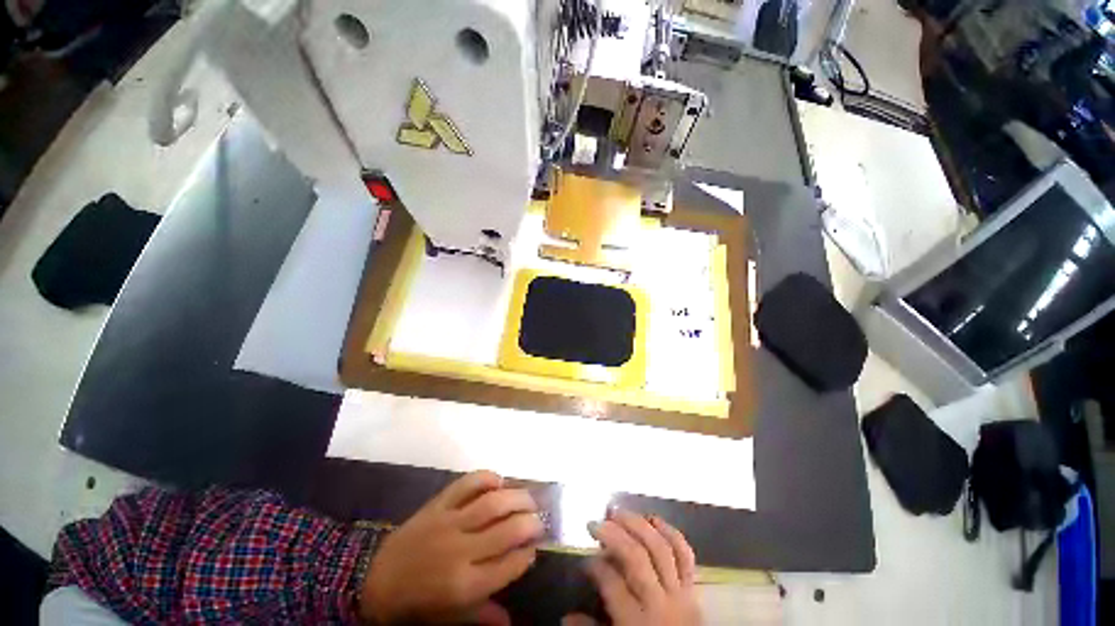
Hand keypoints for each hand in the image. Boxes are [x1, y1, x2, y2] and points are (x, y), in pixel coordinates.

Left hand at [359, 471, 543, 624]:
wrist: (375, 580)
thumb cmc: (417, 604)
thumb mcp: (450, 617)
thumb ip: (483, 615)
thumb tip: (512, 620)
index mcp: (464, 584)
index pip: (509, 565)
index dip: (527, 553)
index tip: (535, 548)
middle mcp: (461, 550)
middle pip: (507, 530)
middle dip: (530, 522)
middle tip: (539, 520)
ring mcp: (449, 523)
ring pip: (492, 503)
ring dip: (517, 497)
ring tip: (529, 499)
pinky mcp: (438, 505)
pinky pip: (466, 484)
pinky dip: (486, 478)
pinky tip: (499, 481)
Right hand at [567, 509, 700, 625]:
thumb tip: (565, 617)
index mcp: (636, 621)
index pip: (611, 583)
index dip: (594, 566)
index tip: (584, 559)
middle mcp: (658, 601)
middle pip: (636, 557)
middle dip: (613, 534)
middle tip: (595, 522)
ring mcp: (679, 592)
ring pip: (659, 549)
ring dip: (638, 525)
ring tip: (619, 512)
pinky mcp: (693, 588)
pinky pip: (685, 555)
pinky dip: (672, 533)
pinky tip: (654, 519)